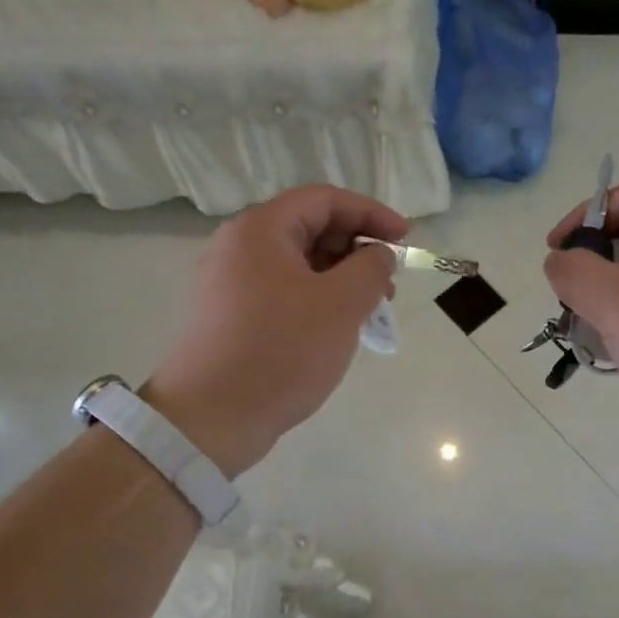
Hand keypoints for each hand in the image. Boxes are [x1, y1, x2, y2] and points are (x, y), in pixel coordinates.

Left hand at [144, 186, 404, 476]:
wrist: (213, 418)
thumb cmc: (281, 352)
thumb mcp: (340, 305)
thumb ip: (370, 268)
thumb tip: (378, 254)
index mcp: (260, 230)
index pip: (324, 199)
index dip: (371, 213)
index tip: (405, 238)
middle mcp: (239, 247)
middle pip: (309, 228)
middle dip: (357, 249)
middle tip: (390, 282)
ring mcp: (230, 284)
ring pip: (298, 264)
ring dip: (340, 278)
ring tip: (371, 310)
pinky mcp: (231, 317)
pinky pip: (283, 292)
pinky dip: (317, 299)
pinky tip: (338, 328)